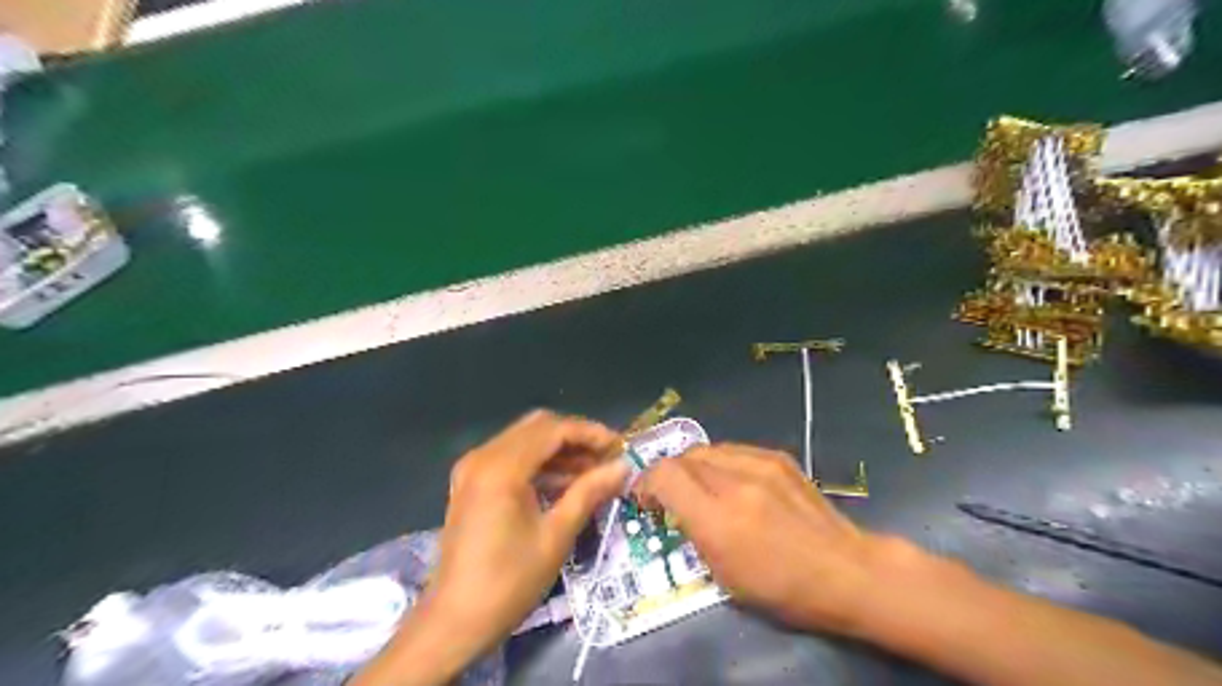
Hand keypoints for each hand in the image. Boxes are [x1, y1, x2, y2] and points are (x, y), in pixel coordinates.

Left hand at [428, 412, 623, 641]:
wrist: (454, 622)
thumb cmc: (509, 582)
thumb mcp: (557, 535)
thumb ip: (590, 492)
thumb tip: (623, 466)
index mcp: (502, 467)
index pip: (554, 430)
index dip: (591, 433)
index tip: (621, 446)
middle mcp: (483, 457)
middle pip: (538, 428)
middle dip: (576, 438)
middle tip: (608, 458)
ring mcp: (473, 468)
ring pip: (525, 440)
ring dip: (560, 451)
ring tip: (595, 472)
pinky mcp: (471, 483)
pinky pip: (512, 458)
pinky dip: (540, 464)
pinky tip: (566, 483)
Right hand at [641, 444, 894, 631]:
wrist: (845, 570)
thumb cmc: (782, 588)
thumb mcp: (725, 576)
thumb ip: (694, 531)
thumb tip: (676, 506)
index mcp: (719, 519)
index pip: (665, 475)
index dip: (646, 482)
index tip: (644, 498)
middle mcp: (736, 483)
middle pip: (683, 457)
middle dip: (668, 474)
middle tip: (669, 495)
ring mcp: (760, 464)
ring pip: (707, 449)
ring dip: (693, 466)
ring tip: (699, 487)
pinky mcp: (778, 457)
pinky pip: (734, 450)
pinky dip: (720, 462)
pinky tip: (729, 481)